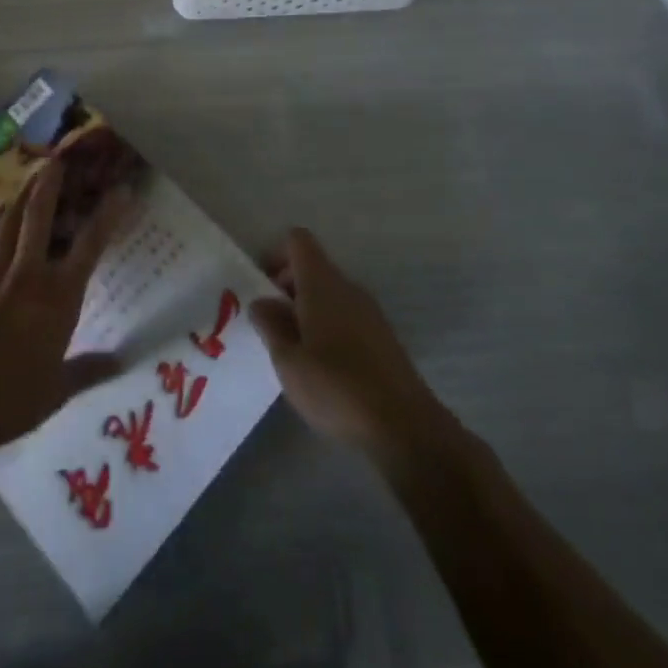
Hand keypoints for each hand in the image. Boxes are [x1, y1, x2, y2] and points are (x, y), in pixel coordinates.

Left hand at [0, 161, 131, 444]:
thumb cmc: (14, 398)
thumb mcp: (59, 390)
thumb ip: (88, 370)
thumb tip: (119, 362)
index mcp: (57, 297)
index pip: (89, 246)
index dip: (107, 216)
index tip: (121, 190)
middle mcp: (26, 277)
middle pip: (37, 218)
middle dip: (48, 186)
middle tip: (55, 160)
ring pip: (6, 228)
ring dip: (18, 202)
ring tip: (26, 184)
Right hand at [250, 228, 445, 457]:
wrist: (405, 427)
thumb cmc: (336, 387)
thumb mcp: (288, 360)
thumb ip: (270, 325)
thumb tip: (262, 302)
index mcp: (322, 283)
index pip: (298, 240)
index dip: (276, 254)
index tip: (263, 288)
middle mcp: (348, 287)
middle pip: (313, 267)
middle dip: (288, 287)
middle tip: (272, 325)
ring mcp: (370, 312)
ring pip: (331, 293)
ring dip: (308, 310)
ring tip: (296, 352)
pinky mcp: (384, 338)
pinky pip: (347, 316)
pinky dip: (329, 328)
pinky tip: (324, 368)